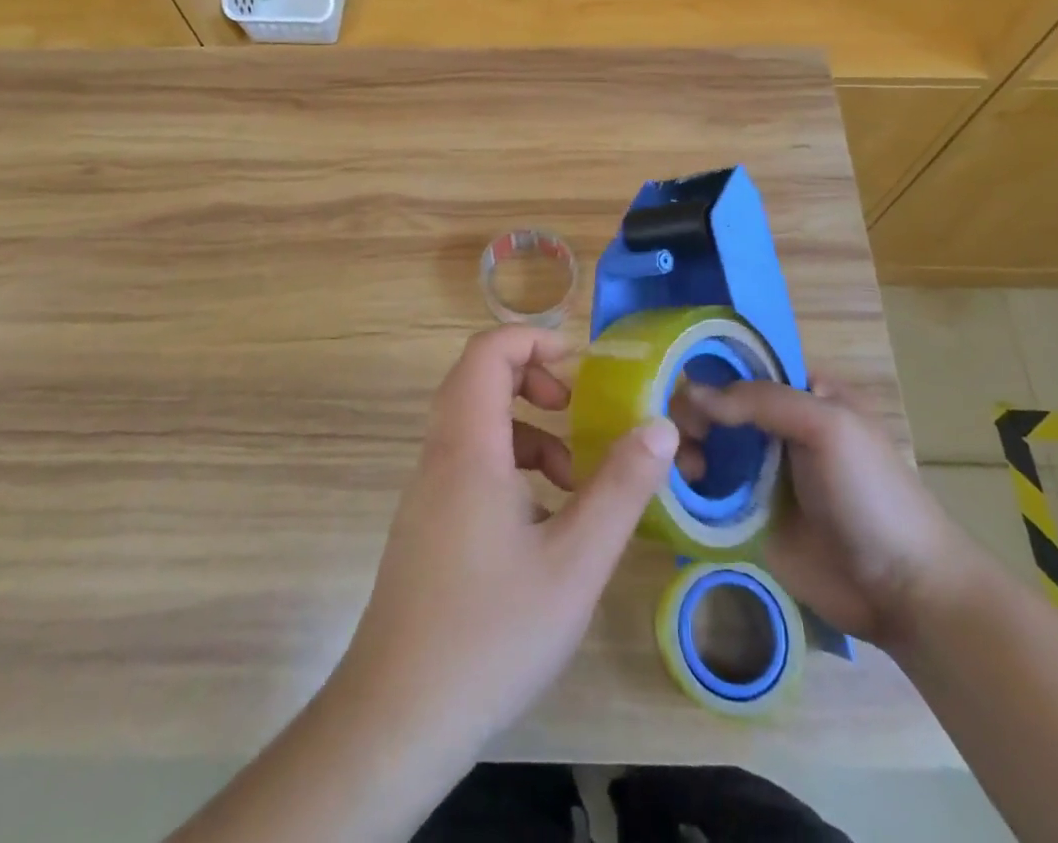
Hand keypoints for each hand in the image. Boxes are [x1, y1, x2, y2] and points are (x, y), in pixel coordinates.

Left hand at [335, 326, 679, 761]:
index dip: (534, 339)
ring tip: (573, 478)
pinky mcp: (426, 523)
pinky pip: (468, 463)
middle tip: (577, 410)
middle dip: (534, 381)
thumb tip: (660, 426)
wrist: (397, 718)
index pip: (487, 351)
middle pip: (478, 380)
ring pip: (475, 425)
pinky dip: (509, 466)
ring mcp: (427, 490)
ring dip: (526, 431)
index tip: (581, 364)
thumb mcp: (574, 563)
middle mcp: (440, 454)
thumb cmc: (491, 632)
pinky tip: (543, 522)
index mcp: (468, 446)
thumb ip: (620, 488)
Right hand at [676, 380, 980, 647]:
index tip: (678, 383)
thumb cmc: (871, 494)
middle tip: (678, 434)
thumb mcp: (826, 426)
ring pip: (704, 446)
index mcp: (801, 394)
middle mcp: (775, 428)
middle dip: (690, 413)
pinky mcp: (745, 517)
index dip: (709, 369)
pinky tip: (677, 489)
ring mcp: (759, 474)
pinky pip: (705, 491)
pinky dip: (685, 484)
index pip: (743, 367)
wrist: (902, 590)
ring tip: (685, 467)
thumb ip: (761, 401)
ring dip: (683, 448)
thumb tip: (690, 392)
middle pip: (716, 406)